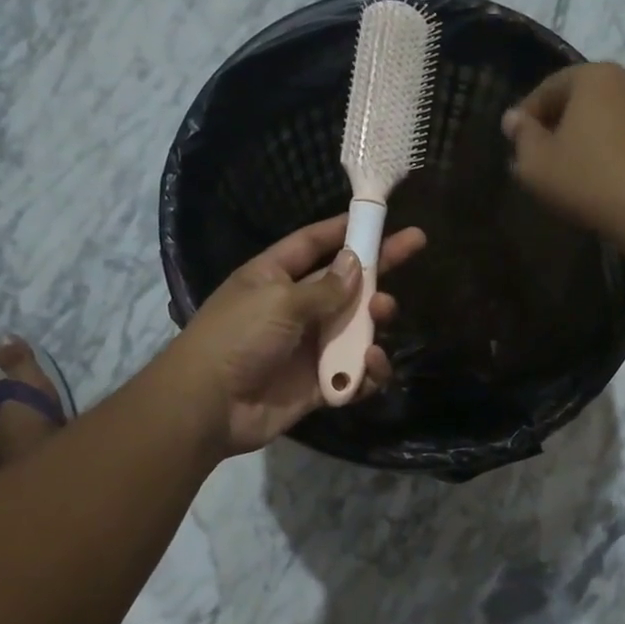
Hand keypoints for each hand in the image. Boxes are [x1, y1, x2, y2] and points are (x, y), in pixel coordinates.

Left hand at [166, 214, 426, 455]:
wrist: (209, 406)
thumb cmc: (238, 338)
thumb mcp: (280, 302)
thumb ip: (325, 287)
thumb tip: (355, 262)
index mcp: (274, 277)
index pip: (313, 244)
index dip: (344, 229)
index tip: (379, 217)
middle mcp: (294, 308)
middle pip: (345, 283)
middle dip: (378, 268)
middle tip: (415, 248)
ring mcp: (308, 346)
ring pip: (356, 328)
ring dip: (374, 320)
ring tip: (383, 314)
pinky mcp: (318, 384)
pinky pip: (353, 373)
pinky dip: (367, 371)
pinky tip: (371, 364)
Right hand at [501, 62, 624, 243]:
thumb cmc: (587, 179)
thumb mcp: (537, 162)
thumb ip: (521, 136)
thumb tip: (513, 118)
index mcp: (592, 76)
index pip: (546, 89)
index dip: (524, 118)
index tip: (513, 145)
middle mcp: (624, 80)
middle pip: (575, 100)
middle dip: (553, 126)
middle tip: (536, 158)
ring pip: (598, 117)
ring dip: (578, 139)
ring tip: (563, 171)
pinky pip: (619, 134)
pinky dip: (601, 149)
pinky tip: (592, 177)